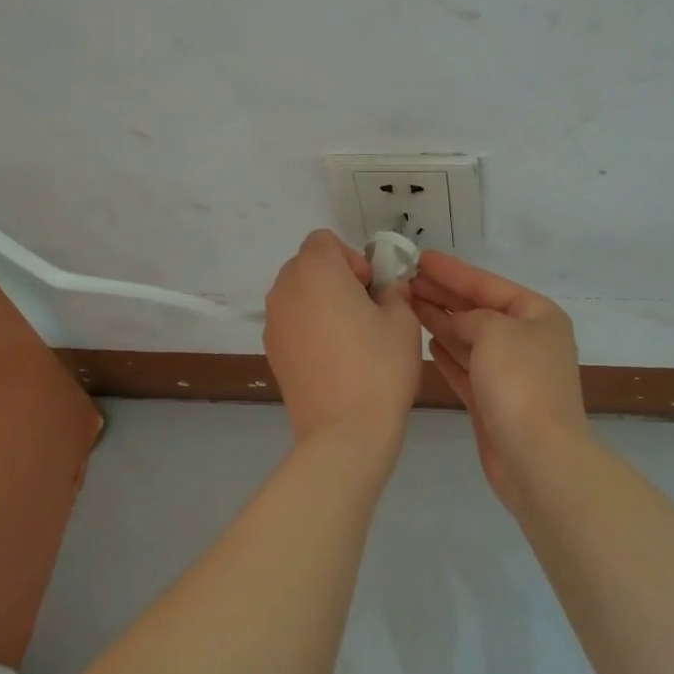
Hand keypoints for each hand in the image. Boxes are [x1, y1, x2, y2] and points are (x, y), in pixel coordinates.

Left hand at [264, 231, 421, 459]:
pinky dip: (309, 327)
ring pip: (298, 294)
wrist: (343, 433)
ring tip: (349, 337)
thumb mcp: (402, 321)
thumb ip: (394, 292)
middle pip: (308, 265)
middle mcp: (285, 289)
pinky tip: (333, 358)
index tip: (370, 288)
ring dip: (321, 302)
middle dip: (336, 278)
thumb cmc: (378, 367)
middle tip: (365, 310)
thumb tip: (386, 288)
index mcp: (315, 271)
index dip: (351, 258)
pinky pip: (291, 322)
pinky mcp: (271, 351)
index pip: (324, 241)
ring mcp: (273, 322)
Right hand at [411, 252, 588, 508]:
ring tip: (408, 305)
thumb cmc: (519, 382)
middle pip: (478, 310)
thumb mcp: (494, 331)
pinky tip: (427, 342)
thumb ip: (470, 316)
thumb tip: (458, 321)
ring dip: (441, 322)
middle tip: (405, 281)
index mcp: (538, 316)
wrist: (537, 458)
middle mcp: (527, 341)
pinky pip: (467, 368)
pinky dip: (448, 354)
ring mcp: (511, 374)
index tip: (420, 259)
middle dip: (443, 295)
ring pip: (470, 338)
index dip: (453, 271)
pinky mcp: (494, 402)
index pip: (488, 284)